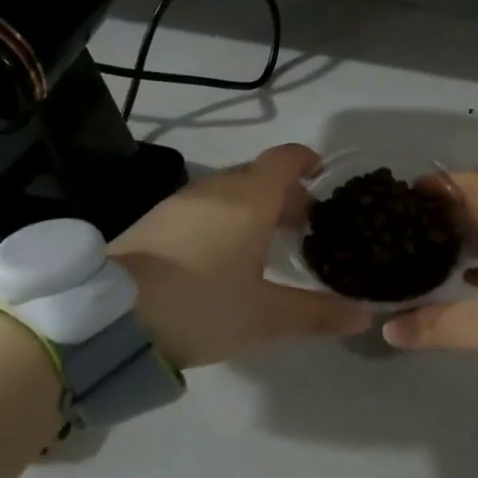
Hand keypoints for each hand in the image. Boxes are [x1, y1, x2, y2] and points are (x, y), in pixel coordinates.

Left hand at [111, 144, 372, 368]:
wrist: (112, 318)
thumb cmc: (201, 306)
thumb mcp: (264, 317)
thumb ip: (315, 313)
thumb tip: (364, 315)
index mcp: (249, 199)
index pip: (284, 159)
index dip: (306, 160)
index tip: (322, 175)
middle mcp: (217, 188)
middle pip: (259, 173)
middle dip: (284, 191)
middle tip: (303, 223)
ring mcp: (182, 201)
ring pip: (230, 188)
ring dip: (254, 203)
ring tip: (266, 240)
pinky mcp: (157, 218)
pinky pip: (204, 203)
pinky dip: (225, 214)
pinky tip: (223, 251)